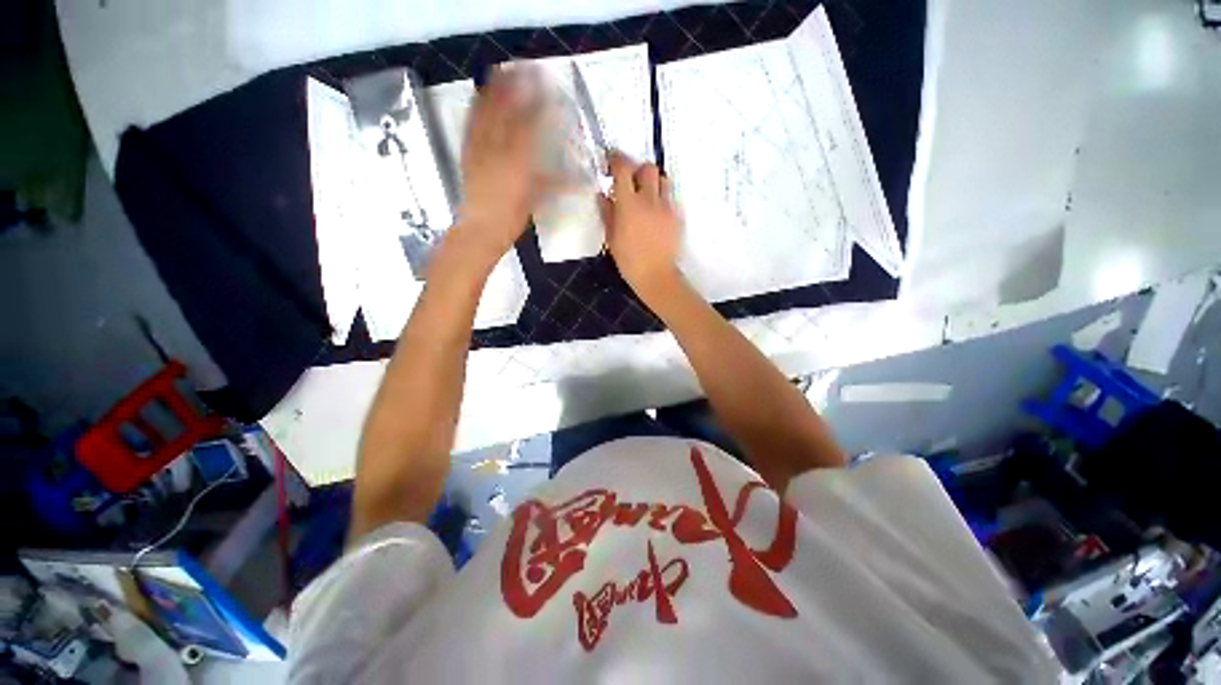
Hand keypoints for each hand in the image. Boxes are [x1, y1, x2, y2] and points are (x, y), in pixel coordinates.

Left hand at [454, 66, 544, 264]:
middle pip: (507, 109)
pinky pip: (471, 123)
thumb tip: (580, 178)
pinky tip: (478, 96)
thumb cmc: (513, 217)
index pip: (532, 123)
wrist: (481, 228)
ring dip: (494, 90)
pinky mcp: (467, 152)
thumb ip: (556, 183)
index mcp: (519, 158)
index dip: (540, 102)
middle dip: (516, 86)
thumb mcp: (537, 199)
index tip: (549, 86)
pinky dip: (475, 106)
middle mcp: (499, 146)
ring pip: (486, 112)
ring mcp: (480, 147)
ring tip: (500, 71)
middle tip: (525, 68)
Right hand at [601, 152, 683, 303]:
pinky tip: (655, 216)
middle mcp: (649, 200)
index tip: (612, 162)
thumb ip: (607, 212)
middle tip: (631, 183)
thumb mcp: (611, 237)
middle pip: (648, 168)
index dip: (616, 160)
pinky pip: (670, 199)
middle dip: (638, 170)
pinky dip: (661, 201)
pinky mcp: (677, 217)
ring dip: (653, 183)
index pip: (623, 169)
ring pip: (663, 180)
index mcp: (629, 205)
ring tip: (646, 198)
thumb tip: (603, 195)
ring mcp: (666, 207)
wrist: (655, 275)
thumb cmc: (628, 260)